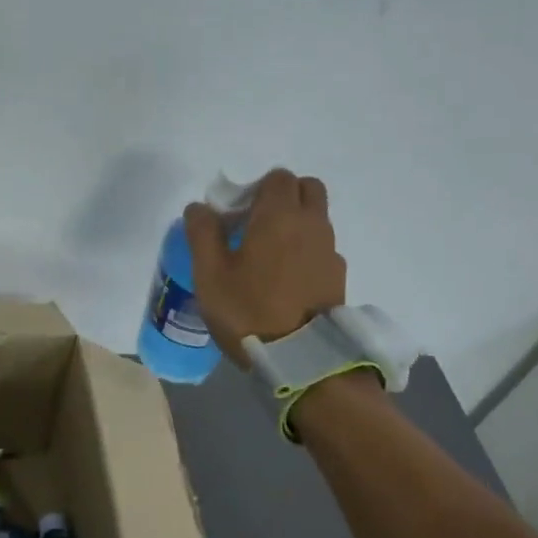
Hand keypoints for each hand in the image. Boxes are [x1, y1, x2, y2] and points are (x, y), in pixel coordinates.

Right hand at [183, 167, 345, 368]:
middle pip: (307, 189)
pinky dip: (306, 252)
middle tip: (255, 226)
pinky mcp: (338, 277)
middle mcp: (312, 224)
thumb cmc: (248, 310)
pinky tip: (285, 282)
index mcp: (280, 216)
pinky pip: (322, 249)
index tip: (236, 215)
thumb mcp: (209, 274)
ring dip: (295, 225)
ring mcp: (330, 251)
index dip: (256, 189)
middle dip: (283, 198)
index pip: (278, 177)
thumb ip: (202, 233)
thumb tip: (199, 207)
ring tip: (267, 259)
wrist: (300, 359)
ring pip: (317, 219)